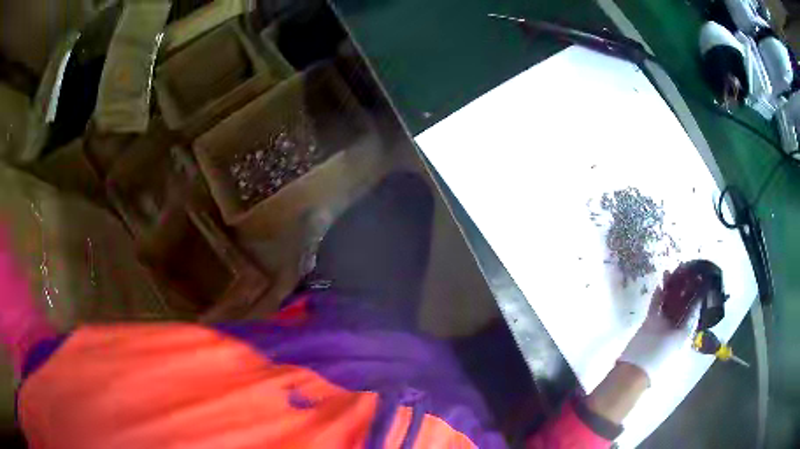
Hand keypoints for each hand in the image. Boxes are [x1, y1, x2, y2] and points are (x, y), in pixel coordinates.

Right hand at [618, 268, 700, 384]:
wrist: (636, 368)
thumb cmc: (661, 356)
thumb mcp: (681, 339)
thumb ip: (690, 321)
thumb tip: (699, 303)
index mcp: (684, 333)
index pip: (693, 311)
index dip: (697, 296)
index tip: (700, 279)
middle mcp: (675, 326)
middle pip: (681, 304)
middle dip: (684, 289)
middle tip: (686, 271)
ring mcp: (661, 323)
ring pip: (668, 302)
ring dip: (671, 288)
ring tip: (672, 271)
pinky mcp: (649, 321)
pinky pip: (655, 305)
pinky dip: (658, 294)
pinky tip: (661, 283)